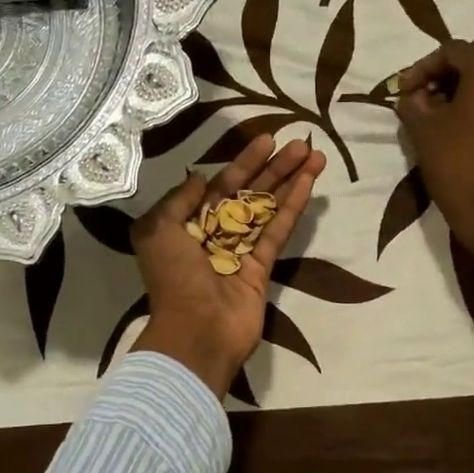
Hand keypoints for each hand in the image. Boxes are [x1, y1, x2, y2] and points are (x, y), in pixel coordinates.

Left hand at [130, 135, 326, 395]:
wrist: (196, 332)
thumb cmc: (173, 279)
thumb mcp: (158, 231)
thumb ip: (179, 200)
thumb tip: (201, 178)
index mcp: (186, 225)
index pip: (220, 185)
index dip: (243, 163)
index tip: (266, 140)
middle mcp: (214, 234)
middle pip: (249, 193)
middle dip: (274, 168)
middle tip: (300, 143)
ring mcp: (240, 251)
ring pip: (268, 208)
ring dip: (290, 181)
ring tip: (315, 155)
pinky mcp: (262, 268)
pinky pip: (278, 231)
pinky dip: (292, 208)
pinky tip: (308, 184)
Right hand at [395, 41, 473, 322]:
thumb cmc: (457, 166)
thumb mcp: (423, 131)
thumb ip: (412, 103)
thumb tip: (412, 95)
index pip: (451, 51)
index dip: (421, 67)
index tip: (402, 91)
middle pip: (472, 59)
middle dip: (441, 74)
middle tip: (415, 97)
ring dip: (457, 87)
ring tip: (431, 111)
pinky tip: (453, 122)